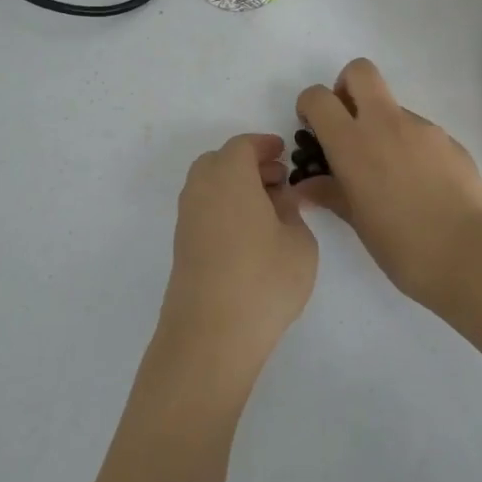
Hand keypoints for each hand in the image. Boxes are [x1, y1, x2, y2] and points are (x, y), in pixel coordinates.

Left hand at [151, 134, 317, 404]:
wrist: (210, 336)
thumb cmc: (263, 280)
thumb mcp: (299, 243)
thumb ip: (292, 212)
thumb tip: (280, 200)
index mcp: (229, 176)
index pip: (243, 145)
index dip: (264, 145)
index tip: (284, 153)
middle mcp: (201, 189)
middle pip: (220, 161)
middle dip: (249, 164)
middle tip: (278, 180)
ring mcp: (187, 219)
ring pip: (209, 185)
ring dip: (236, 186)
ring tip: (268, 209)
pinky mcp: (182, 246)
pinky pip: (204, 210)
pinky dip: (225, 208)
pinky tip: (250, 234)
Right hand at [295, 59, 481, 304]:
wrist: (472, 255)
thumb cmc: (403, 246)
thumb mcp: (357, 222)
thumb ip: (330, 194)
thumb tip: (307, 186)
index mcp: (353, 143)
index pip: (319, 98)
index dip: (310, 107)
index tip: (313, 131)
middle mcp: (386, 124)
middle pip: (360, 72)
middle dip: (347, 87)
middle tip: (348, 125)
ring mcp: (422, 128)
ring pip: (392, 106)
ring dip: (382, 125)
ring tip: (390, 175)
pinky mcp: (450, 140)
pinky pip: (419, 132)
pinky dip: (410, 146)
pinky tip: (419, 185)